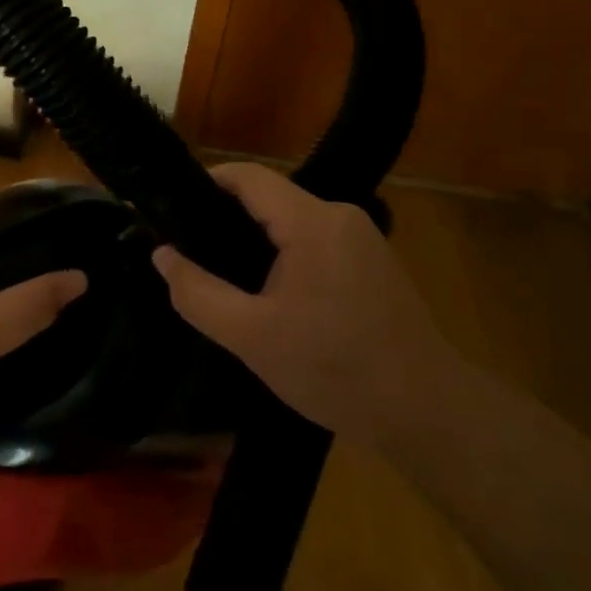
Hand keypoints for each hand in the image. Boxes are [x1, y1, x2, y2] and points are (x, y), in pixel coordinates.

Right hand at [151, 162, 450, 443]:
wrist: (428, 413)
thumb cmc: (336, 371)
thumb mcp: (252, 337)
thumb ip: (197, 293)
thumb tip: (161, 255)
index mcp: (312, 222)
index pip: (248, 176)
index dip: (206, 183)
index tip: (171, 210)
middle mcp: (340, 215)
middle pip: (269, 197)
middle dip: (226, 219)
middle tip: (191, 253)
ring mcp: (363, 237)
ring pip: (292, 220)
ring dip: (256, 239)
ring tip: (224, 275)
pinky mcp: (374, 260)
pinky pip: (316, 240)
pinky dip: (285, 253)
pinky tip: (271, 292)